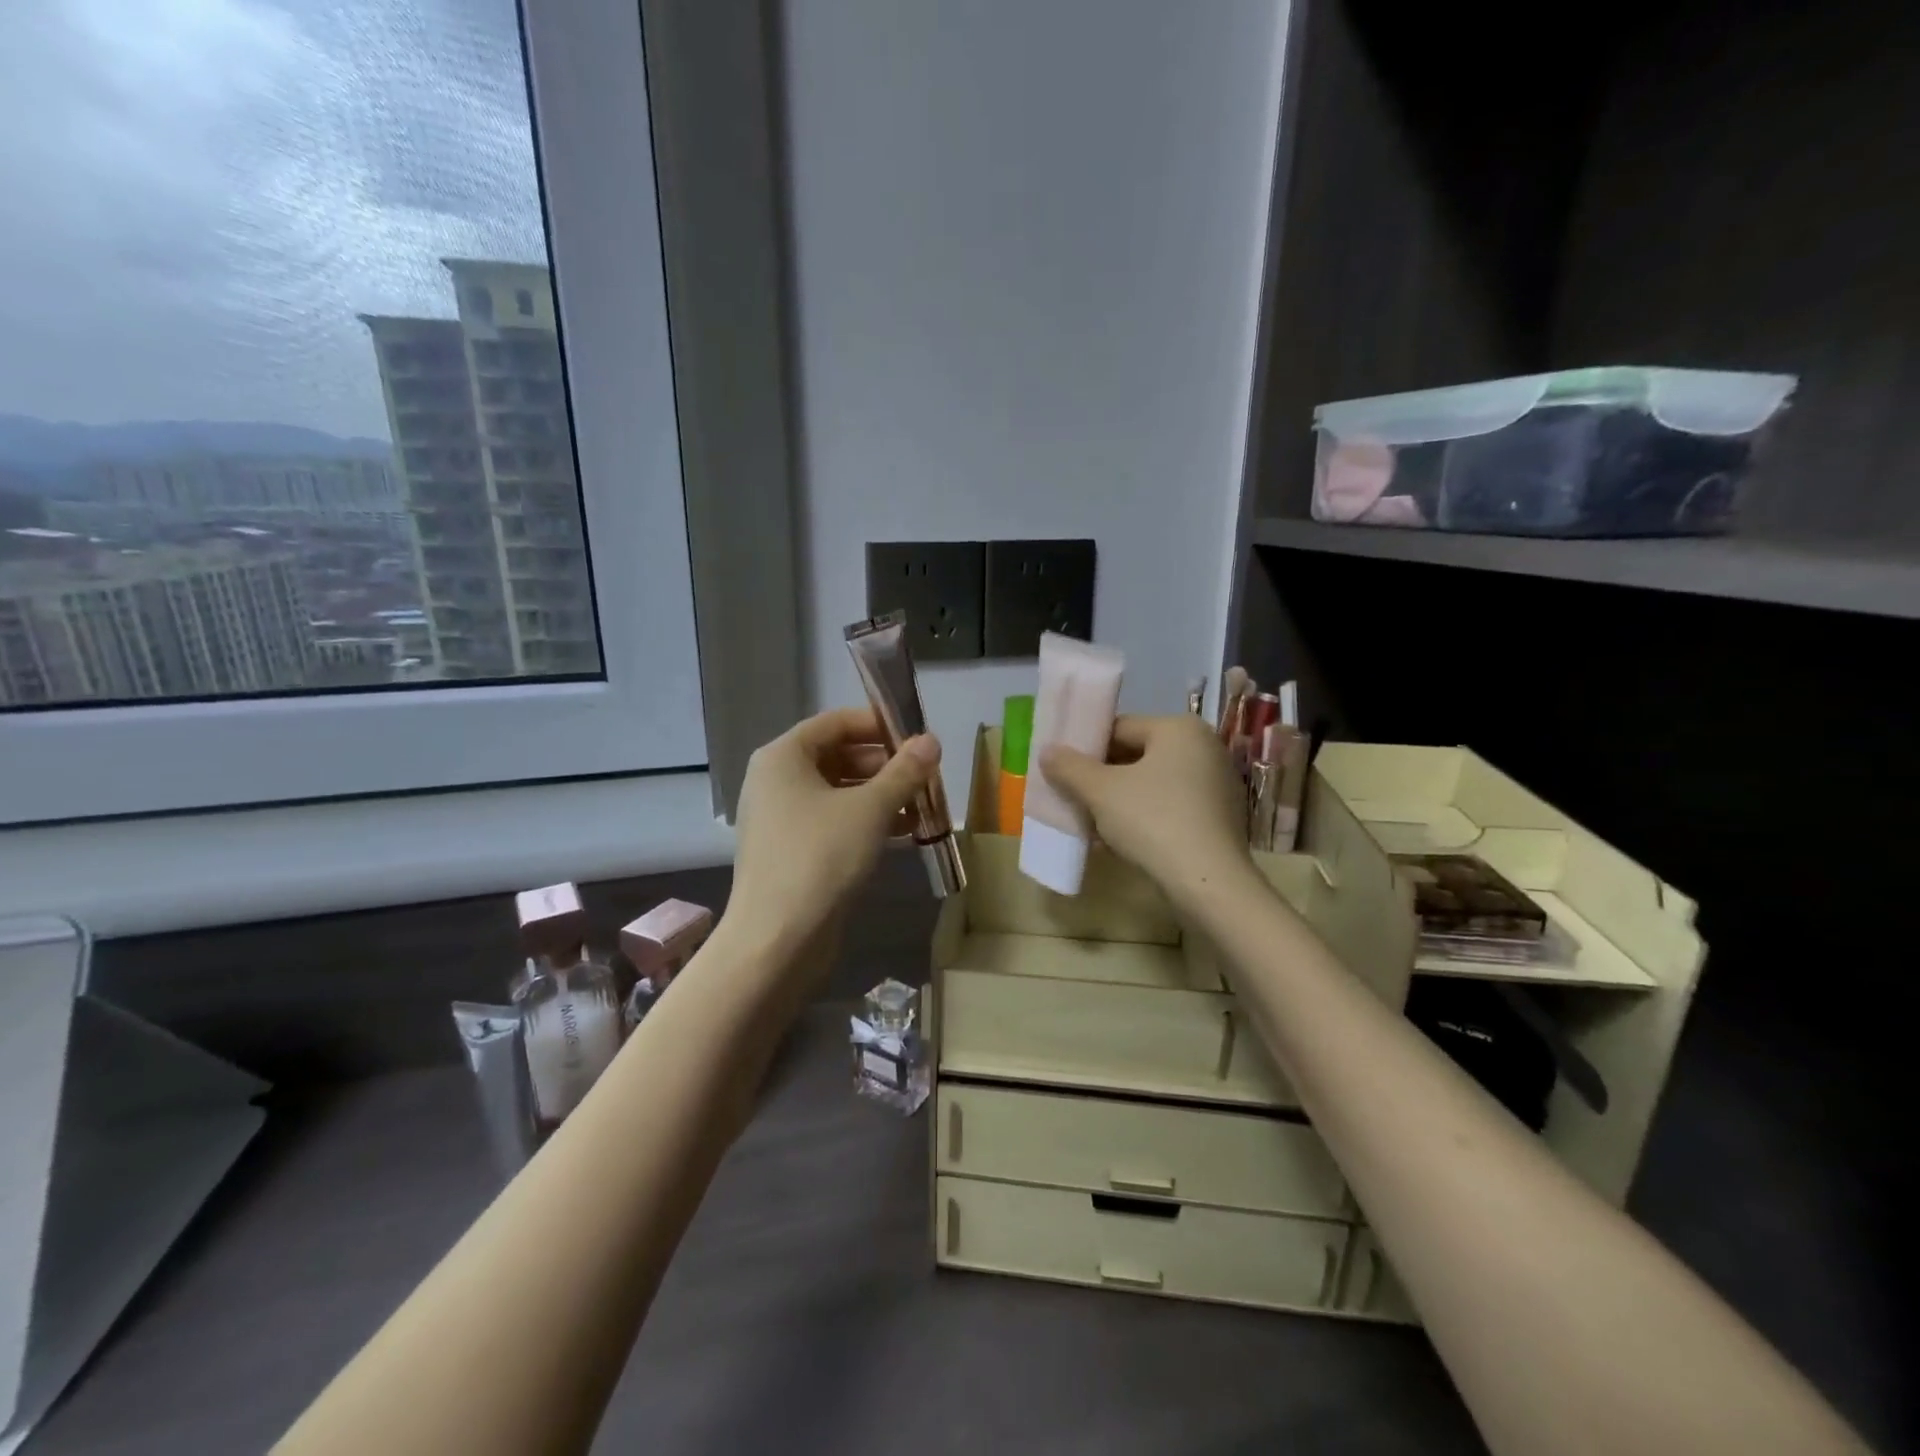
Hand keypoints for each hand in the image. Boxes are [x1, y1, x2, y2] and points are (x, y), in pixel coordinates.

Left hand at [729, 706, 941, 947]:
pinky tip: (904, 833)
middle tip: (927, 775)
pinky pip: (834, 822)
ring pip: (839, 792)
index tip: (918, 737)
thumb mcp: (871, 809)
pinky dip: (867, 822)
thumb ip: (904, 771)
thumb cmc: (821, 858)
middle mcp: (776, 781)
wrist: (778, 940)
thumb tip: (932, 740)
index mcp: (784, 757)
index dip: (878, 724)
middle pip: (838, 756)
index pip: (836, 722)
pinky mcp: (792, 851)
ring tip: (923, 805)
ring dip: (882, 795)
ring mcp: (782, 818)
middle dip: (886, 765)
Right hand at [1040, 714, 1251, 902]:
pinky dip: (1144, 817)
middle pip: (1137, 755)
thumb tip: (1048, 751)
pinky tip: (1119, 841)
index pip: (1120, 727)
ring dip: (1119, 801)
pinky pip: (1171, 807)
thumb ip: (1069, 767)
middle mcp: (1204, 748)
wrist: (1208, 883)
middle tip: (1071, 797)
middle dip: (1101, 778)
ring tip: (1089, 824)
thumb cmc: (1153, 821)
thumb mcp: (1100, 792)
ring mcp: (1216, 784)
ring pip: (1152, 785)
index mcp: (1179, 729)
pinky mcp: (1220, 818)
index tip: (1061, 770)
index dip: (1085, 748)